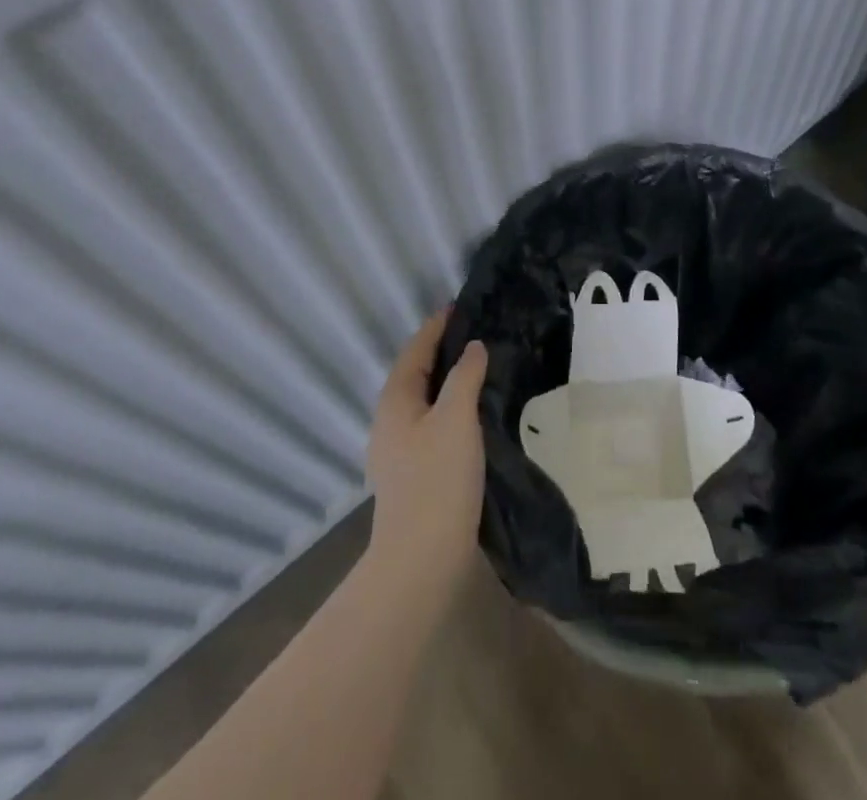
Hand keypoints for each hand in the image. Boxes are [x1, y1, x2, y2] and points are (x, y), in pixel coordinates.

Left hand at [366, 309, 487, 603]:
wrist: (420, 559)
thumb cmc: (438, 479)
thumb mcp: (457, 418)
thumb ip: (465, 376)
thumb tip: (473, 347)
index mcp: (395, 401)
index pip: (415, 351)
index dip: (435, 327)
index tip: (457, 307)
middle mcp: (389, 421)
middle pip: (415, 373)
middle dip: (440, 351)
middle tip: (473, 333)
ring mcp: (397, 450)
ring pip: (422, 400)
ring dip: (445, 380)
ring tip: (476, 368)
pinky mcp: (411, 472)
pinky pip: (429, 422)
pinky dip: (448, 406)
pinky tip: (469, 414)